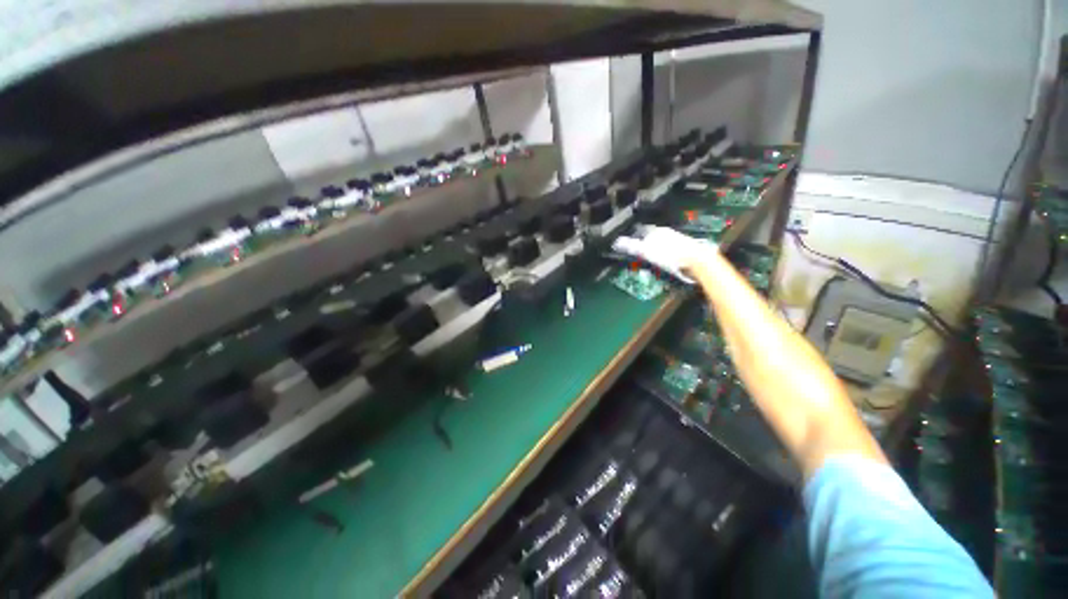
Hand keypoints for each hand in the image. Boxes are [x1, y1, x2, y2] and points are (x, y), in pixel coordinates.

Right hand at [611, 225, 717, 283]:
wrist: (697, 261)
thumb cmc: (668, 255)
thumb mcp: (645, 251)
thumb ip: (630, 246)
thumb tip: (615, 242)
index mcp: (655, 231)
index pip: (640, 230)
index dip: (632, 237)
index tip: (627, 244)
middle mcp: (666, 232)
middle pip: (650, 236)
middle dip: (643, 243)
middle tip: (637, 253)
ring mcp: (676, 239)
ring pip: (661, 243)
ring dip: (654, 250)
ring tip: (649, 259)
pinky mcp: (685, 248)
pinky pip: (669, 250)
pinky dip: (664, 255)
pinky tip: (664, 262)